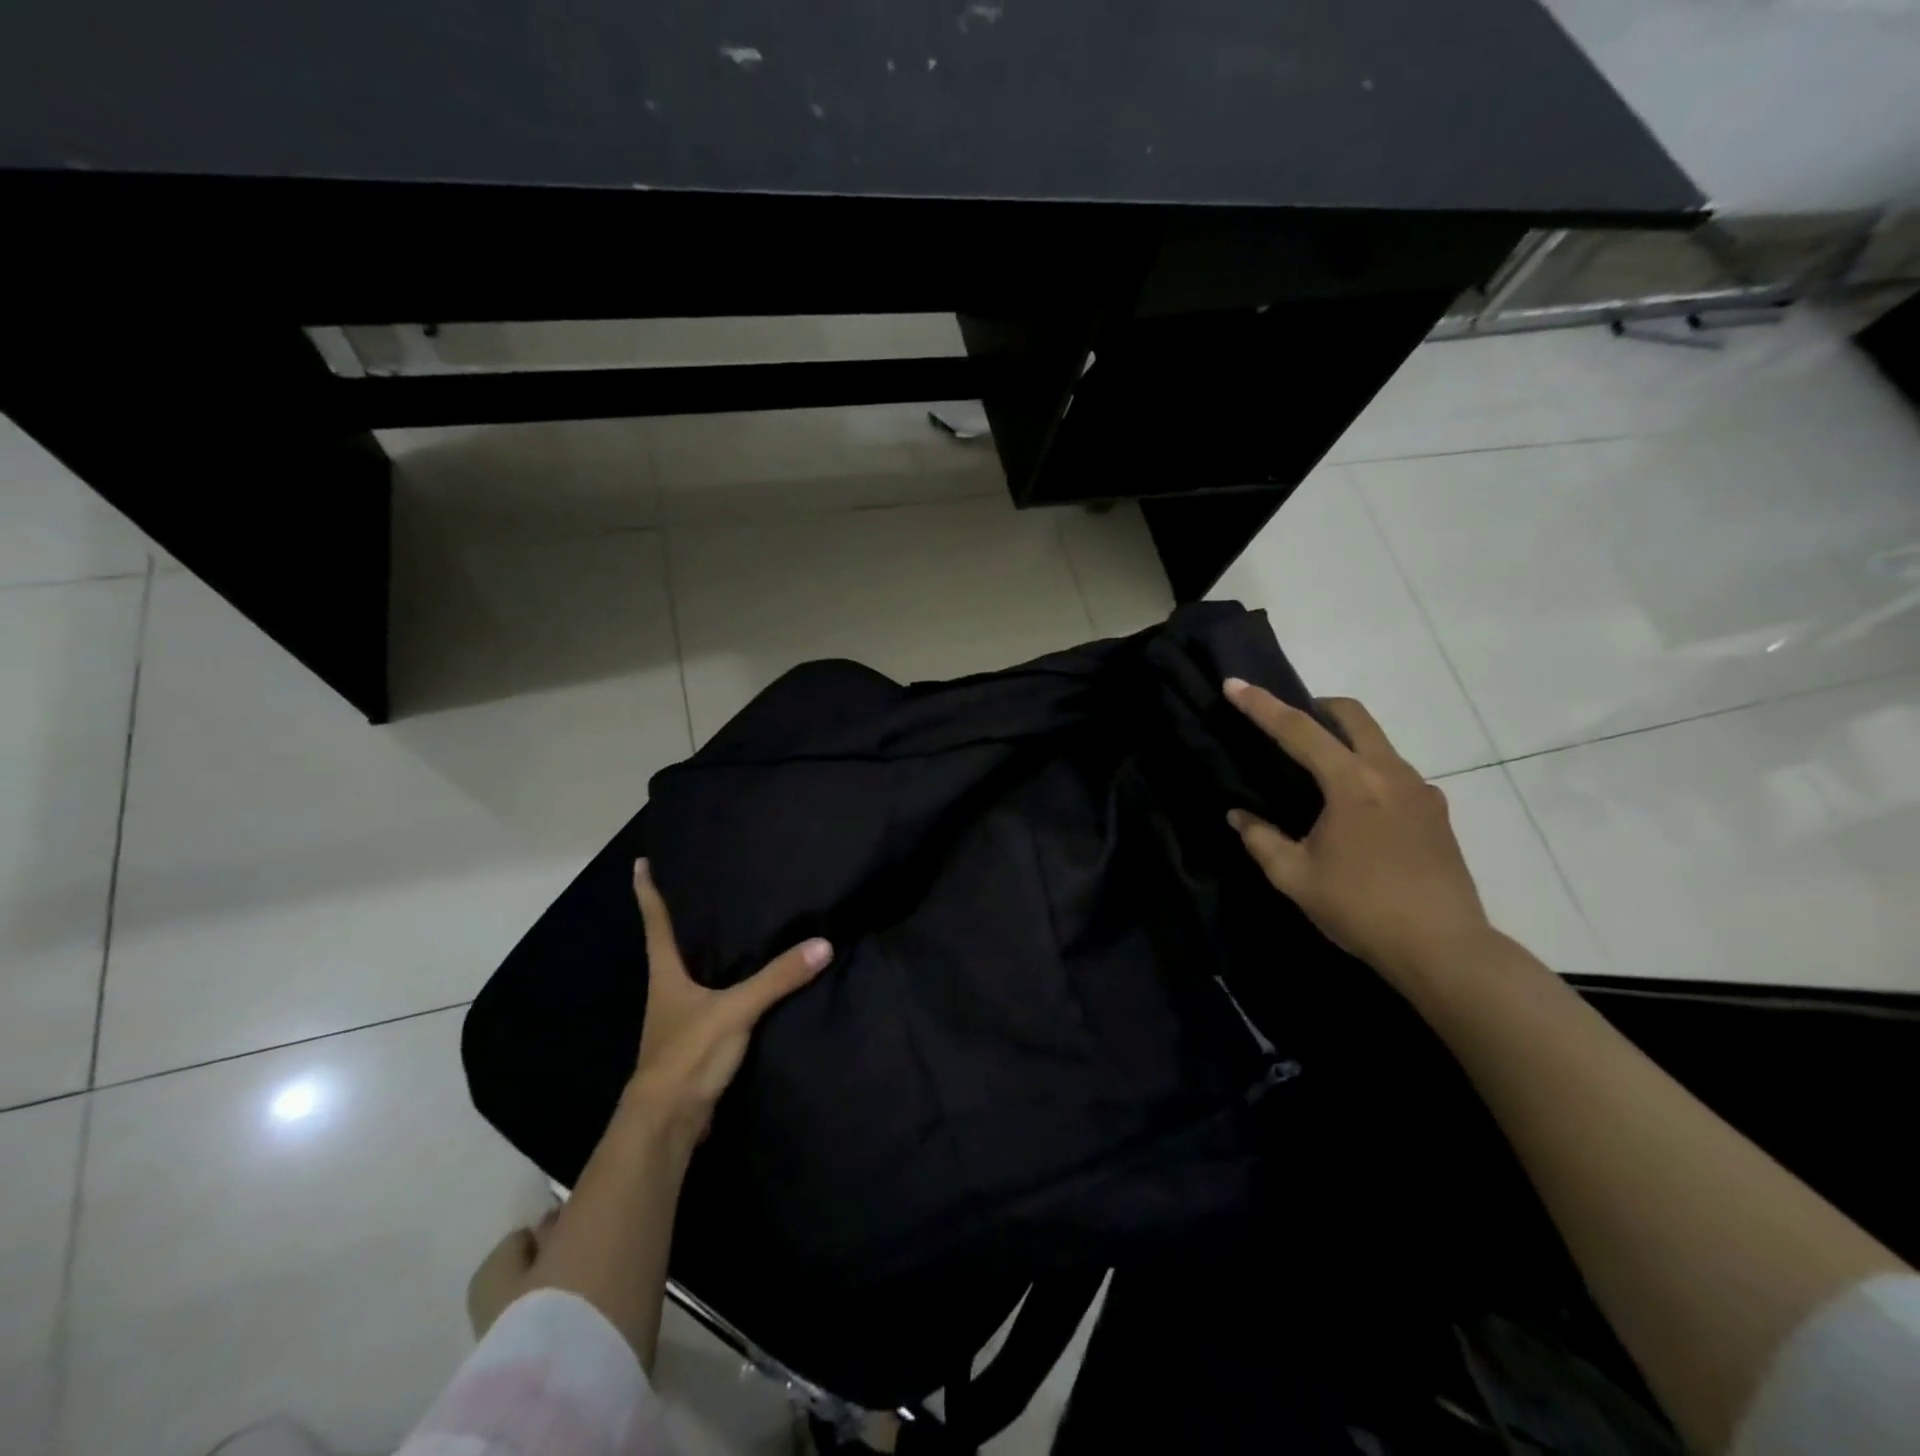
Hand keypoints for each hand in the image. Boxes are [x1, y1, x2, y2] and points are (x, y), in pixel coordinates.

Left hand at [628, 858, 832, 1144]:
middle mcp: (668, 989)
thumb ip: (778, 978)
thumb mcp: (736, 1010)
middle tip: (703, 884)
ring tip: (731, 924)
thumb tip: (823, 944)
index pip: (656, 922)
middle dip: (682, 916)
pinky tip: (747, 979)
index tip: (642, 863)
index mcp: (666, 973)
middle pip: (671, 943)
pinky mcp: (697, 1040)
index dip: (648, 892)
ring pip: (691, 972)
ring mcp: (680, 1017)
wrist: (669, 1122)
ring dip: (704, 950)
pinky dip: (724, 982)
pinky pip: (712, 998)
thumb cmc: (688, 1053)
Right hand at [1222, 680, 1494, 990]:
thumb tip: (1239, 816)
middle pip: (1354, 716)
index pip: (1298, 731)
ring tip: (1317, 773)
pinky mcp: (1436, 812)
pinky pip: (1394, 773)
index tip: (1234, 684)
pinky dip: (1367, 772)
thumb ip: (1261, 839)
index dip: (1262, 706)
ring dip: (1344, 742)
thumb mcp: (1295, 877)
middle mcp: (1391, 774)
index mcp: (1352, 784)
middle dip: (1317, 707)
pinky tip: (1354, 811)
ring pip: (1378, 743)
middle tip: (1289, 721)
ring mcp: (1420, 791)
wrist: (1444, 949)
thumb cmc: (1361, 909)